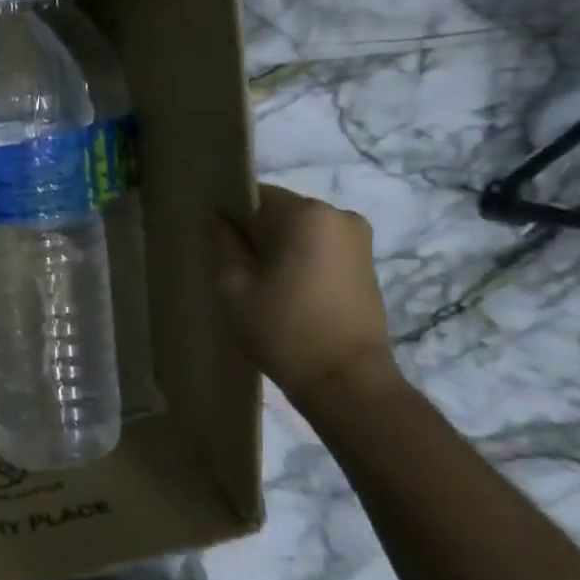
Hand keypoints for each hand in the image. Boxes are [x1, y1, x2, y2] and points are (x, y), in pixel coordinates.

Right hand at [213, 184, 397, 403]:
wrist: (347, 383)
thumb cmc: (284, 330)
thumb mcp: (235, 287)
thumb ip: (223, 244)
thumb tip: (217, 220)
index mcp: (306, 214)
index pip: (254, 196)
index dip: (229, 216)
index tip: (213, 241)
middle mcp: (338, 216)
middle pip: (279, 211)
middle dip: (254, 232)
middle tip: (231, 265)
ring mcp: (357, 239)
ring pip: (298, 230)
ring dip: (276, 248)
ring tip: (256, 281)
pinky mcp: (365, 263)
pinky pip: (318, 246)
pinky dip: (297, 259)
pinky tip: (282, 289)